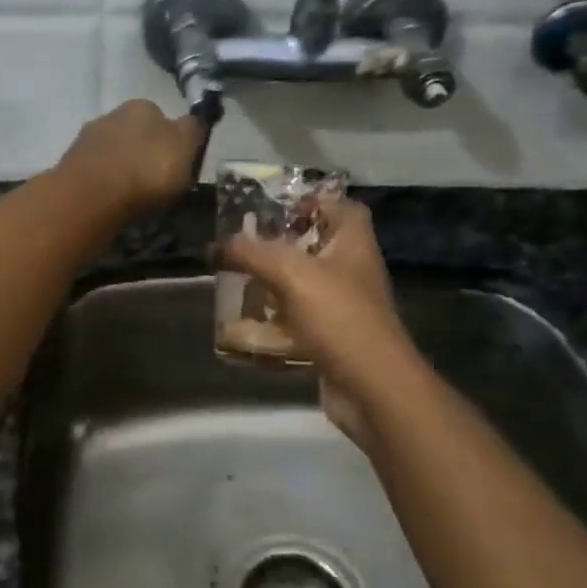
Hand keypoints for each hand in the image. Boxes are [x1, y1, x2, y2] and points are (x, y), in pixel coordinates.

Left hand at [58, 100, 206, 216]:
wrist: (91, 196)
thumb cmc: (147, 169)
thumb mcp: (185, 147)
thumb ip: (193, 131)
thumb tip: (193, 122)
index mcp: (143, 106)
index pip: (164, 119)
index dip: (173, 143)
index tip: (177, 167)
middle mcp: (112, 115)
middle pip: (136, 135)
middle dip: (144, 155)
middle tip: (155, 184)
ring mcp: (87, 140)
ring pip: (114, 153)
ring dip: (123, 170)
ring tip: (133, 198)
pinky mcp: (70, 165)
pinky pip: (97, 174)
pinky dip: (105, 185)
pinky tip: (112, 202)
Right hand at [219, 196, 414, 448]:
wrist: (371, 386)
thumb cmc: (338, 317)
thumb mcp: (290, 273)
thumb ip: (251, 253)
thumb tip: (215, 246)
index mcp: (354, 244)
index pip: (342, 207)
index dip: (313, 200)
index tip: (276, 208)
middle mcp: (354, 270)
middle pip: (319, 244)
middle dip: (283, 243)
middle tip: (245, 244)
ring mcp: (346, 307)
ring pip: (307, 284)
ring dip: (276, 281)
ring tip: (240, 279)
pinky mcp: (335, 338)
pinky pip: (303, 319)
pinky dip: (279, 317)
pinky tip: (251, 320)